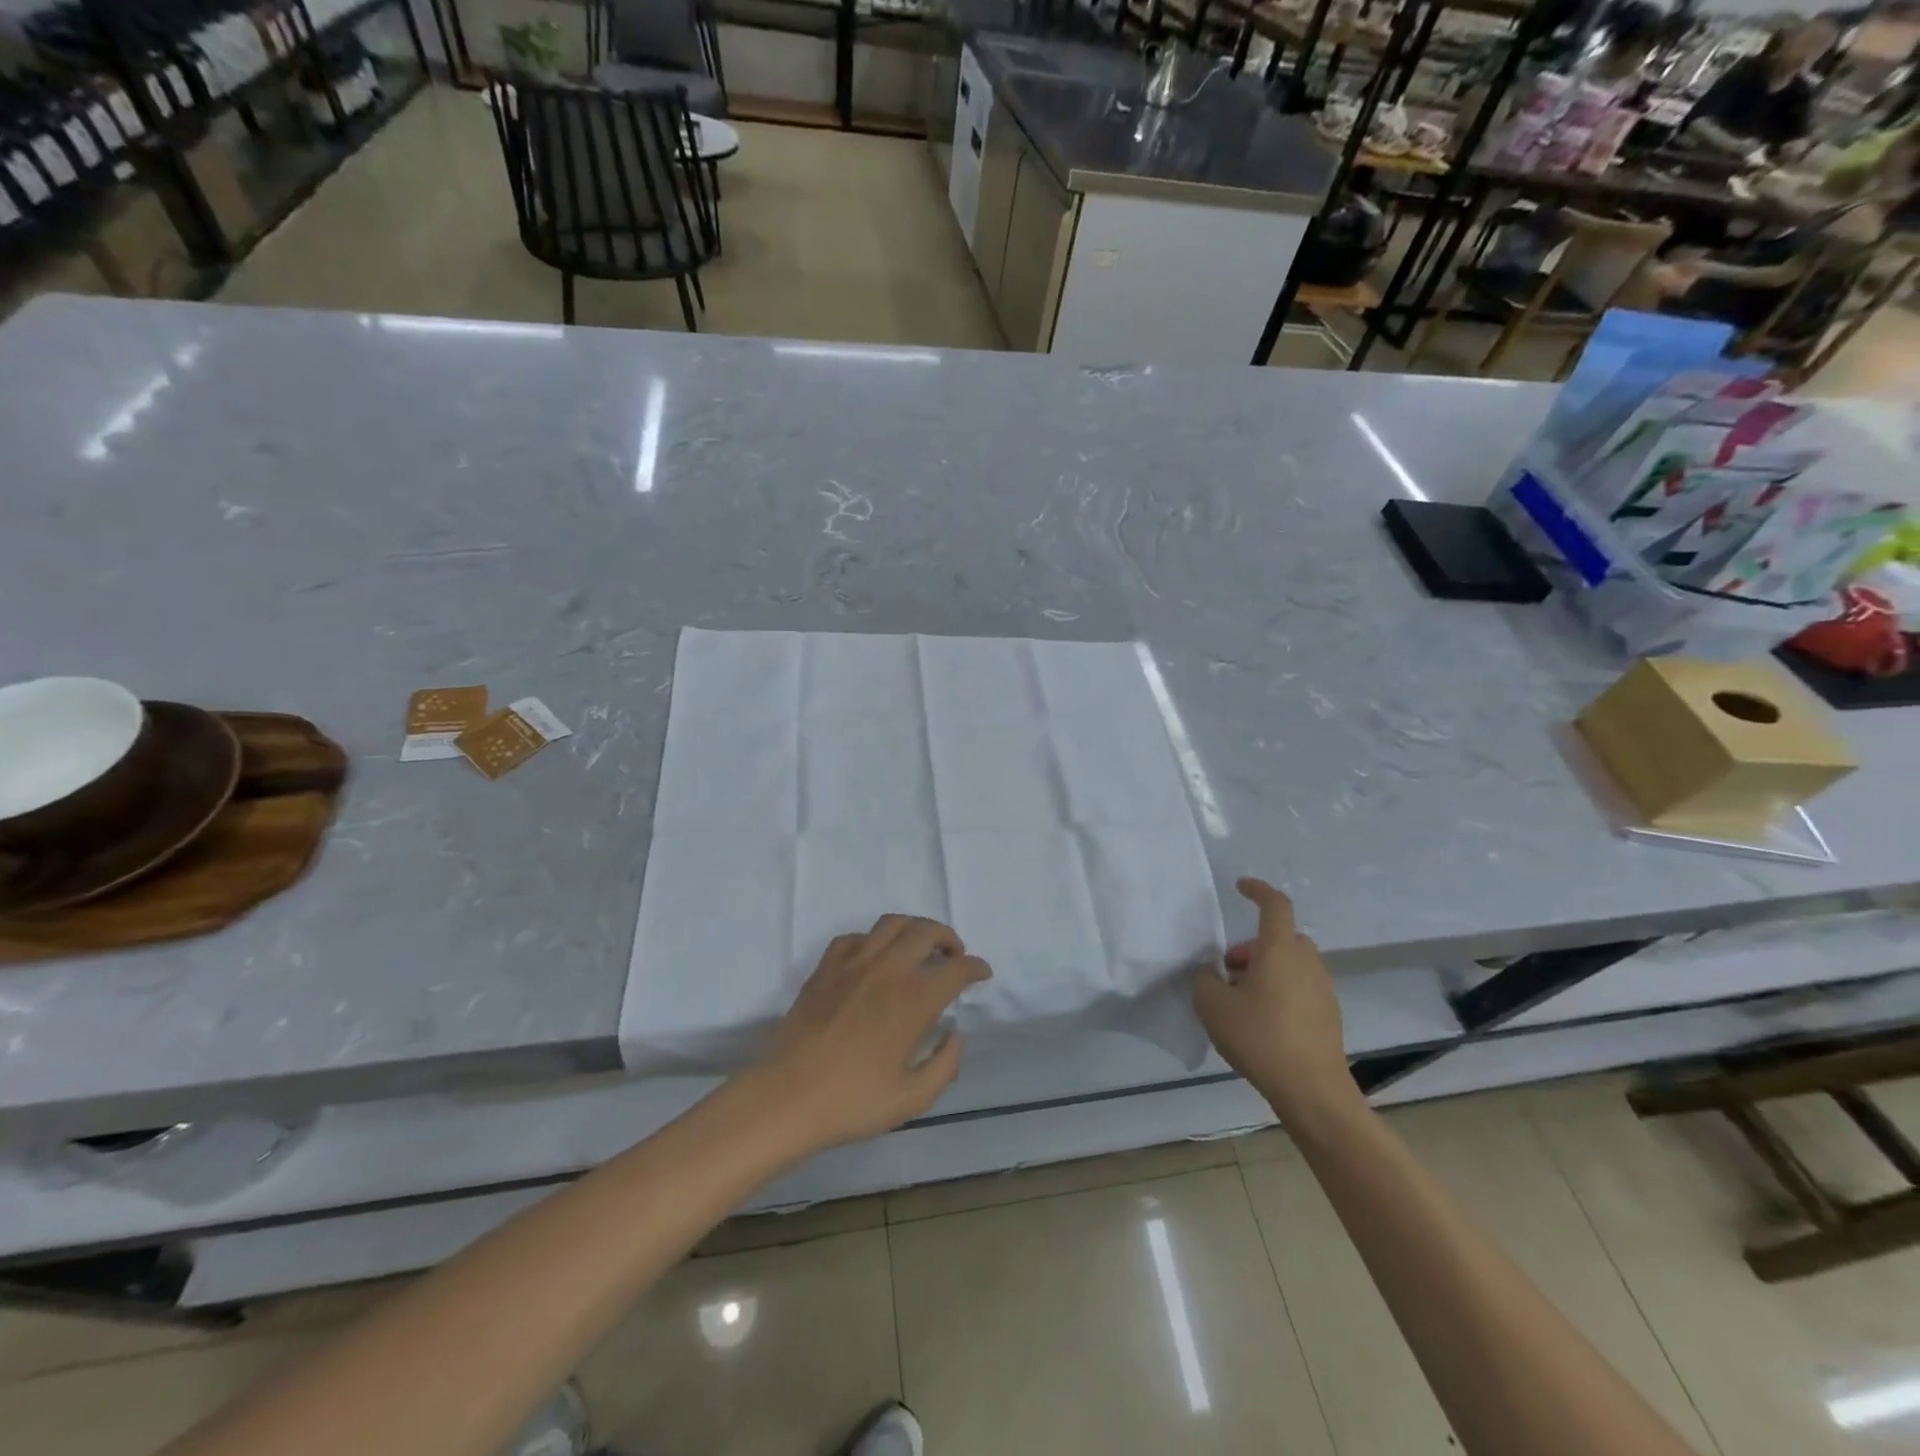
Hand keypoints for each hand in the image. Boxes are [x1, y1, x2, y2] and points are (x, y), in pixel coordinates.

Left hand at [755, 916, 989, 1151]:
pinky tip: (874, 959)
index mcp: (913, 1001)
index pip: (956, 969)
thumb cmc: (852, 1102)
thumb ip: (944, 1066)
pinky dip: (873, 940)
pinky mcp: (825, 968)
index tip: (982, 973)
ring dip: (914, 929)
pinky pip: (855, 937)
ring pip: (892, 923)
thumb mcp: (912, 1099)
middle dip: (948, 938)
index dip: (975, 967)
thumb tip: (955, 1036)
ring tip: (919, 948)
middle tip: (953, 956)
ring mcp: (853, 964)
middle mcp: (887, 971)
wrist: (787, 1097)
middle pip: (926, 931)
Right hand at [1193, 878, 1358, 1128]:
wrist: (1312, 1090)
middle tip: (1229, 969)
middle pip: (1280, 937)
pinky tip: (1262, 1021)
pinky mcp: (1329, 1014)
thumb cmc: (1260, 1037)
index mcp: (1279, 949)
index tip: (1241, 886)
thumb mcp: (1212, 1005)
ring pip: (1291, 963)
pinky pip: (1300, 986)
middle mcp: (1306, 961)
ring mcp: (1322, 988)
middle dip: (1253, 945)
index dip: (1258, 890)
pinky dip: (1281, 990)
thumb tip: (1210, 972)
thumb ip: (1204, 979)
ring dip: (1267, 969)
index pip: (1274, 905)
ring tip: (1241, 999)